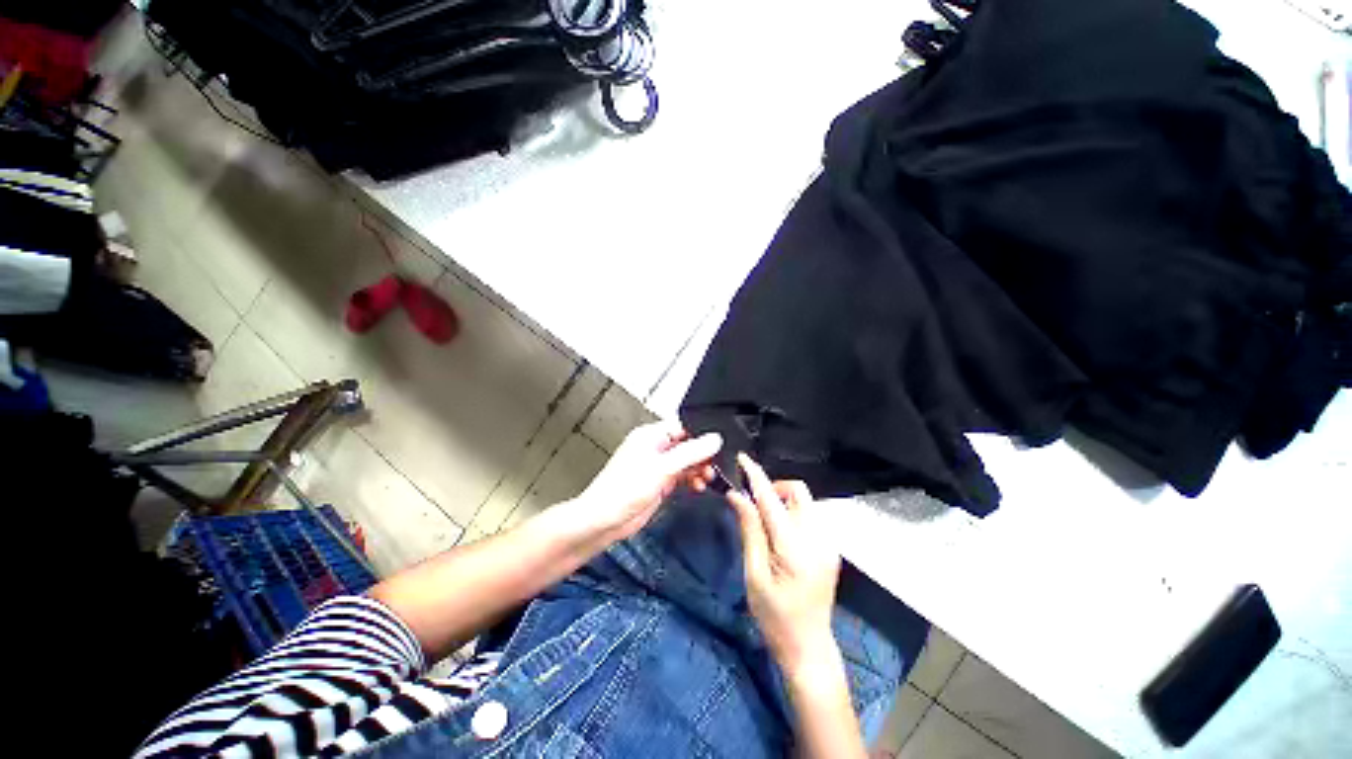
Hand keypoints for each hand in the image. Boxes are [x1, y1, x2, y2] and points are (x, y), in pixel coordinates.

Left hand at [572, 421, 721, 542]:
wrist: (604, 521)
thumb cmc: (621, 491)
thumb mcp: (662, 468)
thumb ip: (690, 453)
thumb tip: (714, 440)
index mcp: (650, 435)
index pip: (682, 425)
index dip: (701, 433)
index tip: (717, 443)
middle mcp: (654, 448)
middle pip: (687, 444)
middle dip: (702, 453)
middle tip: (715, 464)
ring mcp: (657, 466)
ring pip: (686, 461)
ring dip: (699, 468)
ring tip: (708, 477)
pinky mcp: (659, 483)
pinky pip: (682, 477)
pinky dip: (692, 480)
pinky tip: (698, 486)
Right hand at [727, 454, 841, 675]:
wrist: (809, 647)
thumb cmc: (774, 617)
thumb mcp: (754, 575)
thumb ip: (749, 530)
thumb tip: (737, 496)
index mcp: (795, 548)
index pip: (772, 500)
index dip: (755, 475)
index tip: (743, 458)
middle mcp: (817, 539)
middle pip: (798, 491)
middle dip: (774, 487)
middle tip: (753, 503)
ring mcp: (828, 543)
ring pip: (804, 501)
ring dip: (782, 500)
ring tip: (764, 521)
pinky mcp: (829, 548)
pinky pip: (809, 516)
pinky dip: (791, 513)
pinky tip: (779, 534)